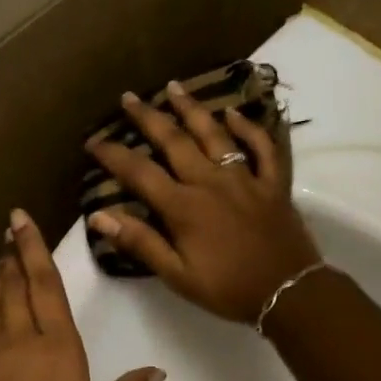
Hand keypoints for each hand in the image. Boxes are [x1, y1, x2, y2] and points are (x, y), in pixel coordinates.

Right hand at [84, 82, 321, 322]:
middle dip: (148, 118)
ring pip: (215, 134)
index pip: (140, 172)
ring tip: (174, 87)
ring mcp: (245, 178)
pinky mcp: (273, 183)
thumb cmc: (228, 289)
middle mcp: (211, 182)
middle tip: (129, 96)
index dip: (114, 154)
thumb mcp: (177, 275)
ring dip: (192, 109)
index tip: (93, 141)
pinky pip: (262, 147)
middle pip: (175, 141)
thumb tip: (99, 216)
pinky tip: (235, 114)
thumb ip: (141, 243)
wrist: (288, 292)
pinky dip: (248, 128)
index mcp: (184, 207)